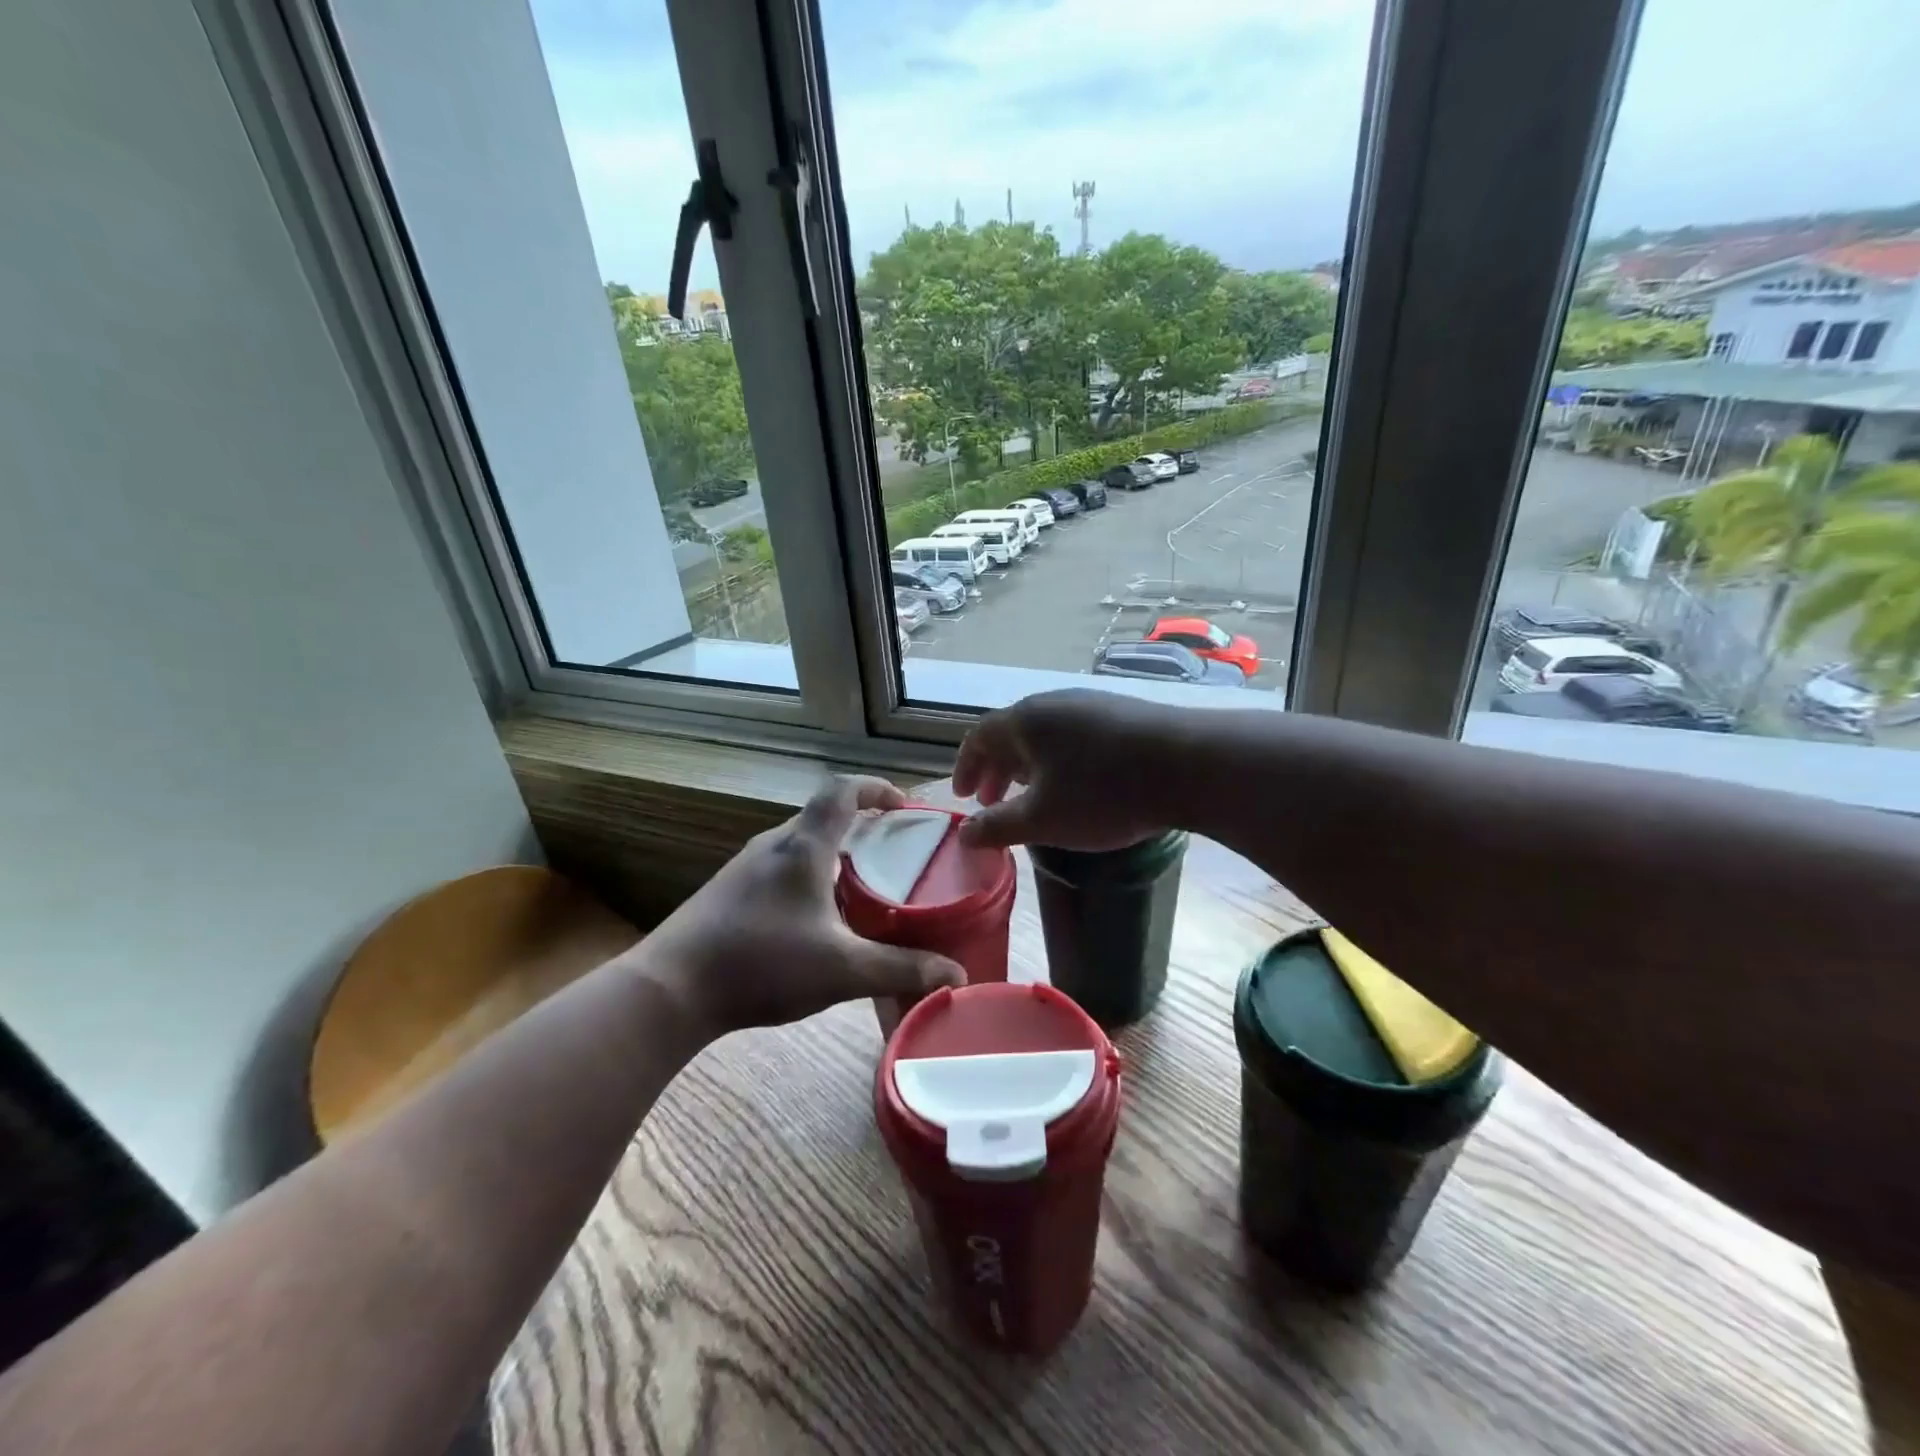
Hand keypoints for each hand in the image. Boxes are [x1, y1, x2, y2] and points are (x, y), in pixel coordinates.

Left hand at [641, 776, 963, 1036]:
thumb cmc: (761, 964)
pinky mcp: (728, 891)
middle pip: (823, 815)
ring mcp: (745, 867)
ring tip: (862, 885)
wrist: (670, 989)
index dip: (876, 788)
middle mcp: (773, 845)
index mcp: (803, 847)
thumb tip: (957, 976)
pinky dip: (810, 874)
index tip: (905, 805)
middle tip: (894, 851)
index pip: (842, 791)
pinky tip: (816, 917)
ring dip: (835, 851)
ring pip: (801, 843)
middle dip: (863, 824)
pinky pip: (781, 866)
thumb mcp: (842, 970)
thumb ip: (901, 969)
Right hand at [954, 688, 1184, 850]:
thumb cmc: (1102, 793)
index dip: (965, 768)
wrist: (1188, 764)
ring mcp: (1092, 704)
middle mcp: (1054, 703)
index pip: (980, 738)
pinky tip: (1076, 785)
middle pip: (1012, 734)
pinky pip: (1075, 736)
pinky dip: (1059, 762)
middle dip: (997, 771)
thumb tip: (964, 835)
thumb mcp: (1042, 819)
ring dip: (1028, 767)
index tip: (962, 798)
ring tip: (1031, 796)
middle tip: (990, 803)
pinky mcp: (1123, 714)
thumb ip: (997, 827)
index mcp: (1025, 720)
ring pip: (1045, 736)